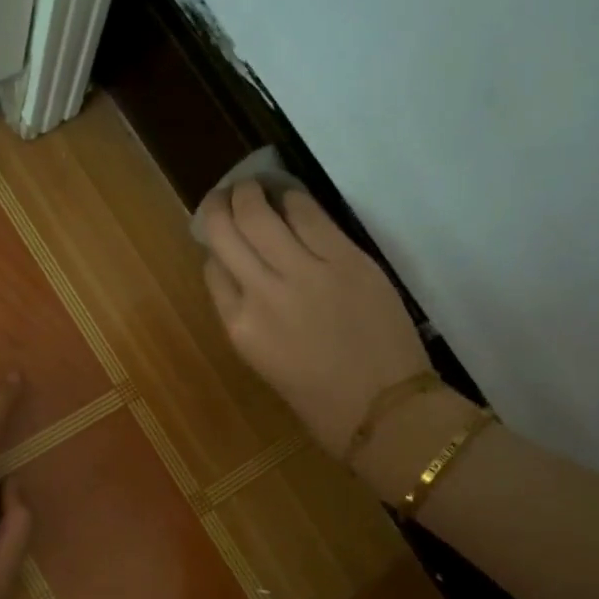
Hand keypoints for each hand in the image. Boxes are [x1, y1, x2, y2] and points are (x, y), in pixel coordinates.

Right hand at [200, 182, 432, 458]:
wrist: (385, 411)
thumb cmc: (321, 402)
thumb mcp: (265, 362)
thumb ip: (248, 317)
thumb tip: (245, 276)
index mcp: (239, 328)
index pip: (212, 269)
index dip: (214, 247)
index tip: (221, 237)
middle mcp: (262, 294)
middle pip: (227, 231)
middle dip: (222, 206)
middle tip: (228, 195)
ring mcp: (304, 272)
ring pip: (261, 213)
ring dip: (251, 193)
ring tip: (253, 187)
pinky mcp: (345, 258)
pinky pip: (309, 214)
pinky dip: (293, 199)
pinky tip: (290, 196)